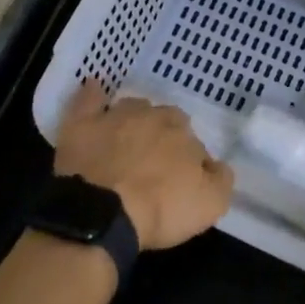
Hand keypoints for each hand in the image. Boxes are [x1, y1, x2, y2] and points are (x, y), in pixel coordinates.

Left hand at [55, 80, 234, 250]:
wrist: (103, 213)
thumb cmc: (160, 209)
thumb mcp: (210, 204)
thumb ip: (221, 179)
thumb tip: (217, 165)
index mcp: (181, 132)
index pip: (192, 140)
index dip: (187, 160)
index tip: (180, 180)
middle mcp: (151, 115)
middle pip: (162, 119)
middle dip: (162, 135)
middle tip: (154, 164)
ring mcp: (114, 116)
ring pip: (131, 108)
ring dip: (133, 119)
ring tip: (128, 141)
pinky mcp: (82, 124)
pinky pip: (89, 99)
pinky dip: (94, 94)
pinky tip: (94, 90)